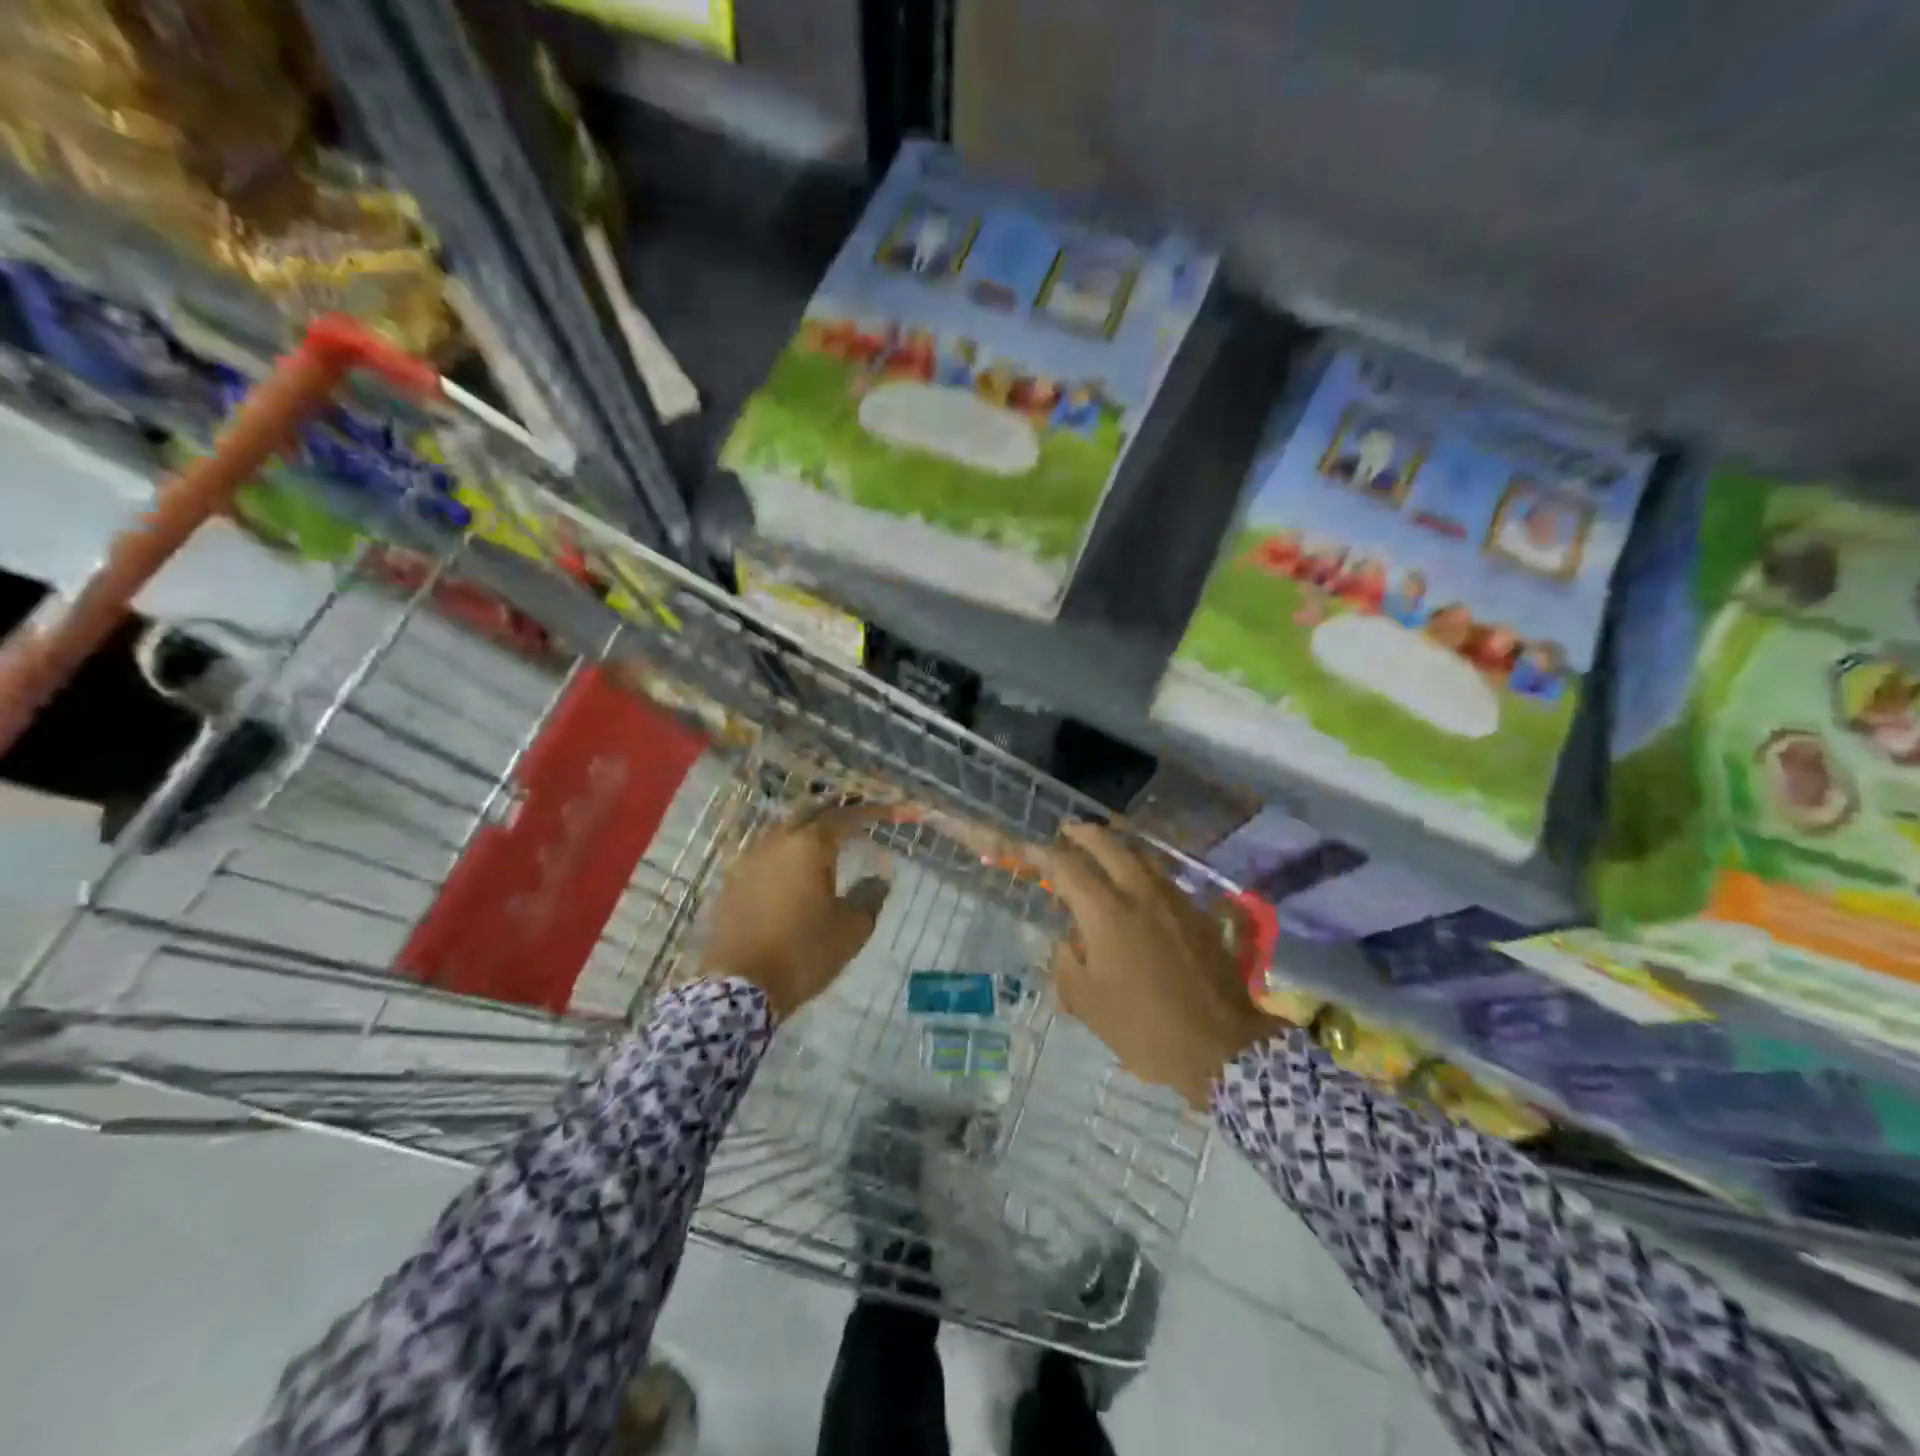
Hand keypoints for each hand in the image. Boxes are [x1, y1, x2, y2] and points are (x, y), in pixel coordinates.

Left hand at [701, 806, 885, 1019]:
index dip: (868, 812)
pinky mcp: (731, 883)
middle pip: (808, 813)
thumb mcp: (851, 930)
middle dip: (834, 812)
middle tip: (854, 817)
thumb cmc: (803, 953)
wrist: (740, 988)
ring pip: (781, 830)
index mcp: (809, 846)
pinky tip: (791, 867)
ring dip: (805, 829)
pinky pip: (763, 854)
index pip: (844, 817)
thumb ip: (869, 897)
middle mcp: (776, 843)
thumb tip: (879, 878)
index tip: (887, 813)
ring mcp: (748, 861)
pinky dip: (783, 852)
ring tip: (824, 839)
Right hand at [1046, 823, 1281, 1109]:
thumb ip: (1066, 965)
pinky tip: (1140, 886)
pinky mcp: (1197, 913)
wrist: (1220, 1045)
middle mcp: (1138, 892)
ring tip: (1103, 847)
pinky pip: (1164, 877)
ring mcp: (1173, 899)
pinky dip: (1143, 870)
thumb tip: (1065, 944)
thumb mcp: (1087, 1004)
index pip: (1065, 866)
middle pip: (1107, 843)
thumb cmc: (1143, 1027)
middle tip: (1066, 830)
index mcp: (1105, 912)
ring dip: (1117, 845)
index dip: (1042, 853)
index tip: (1027, 849)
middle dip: (1082, 832)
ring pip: (1141, 854)